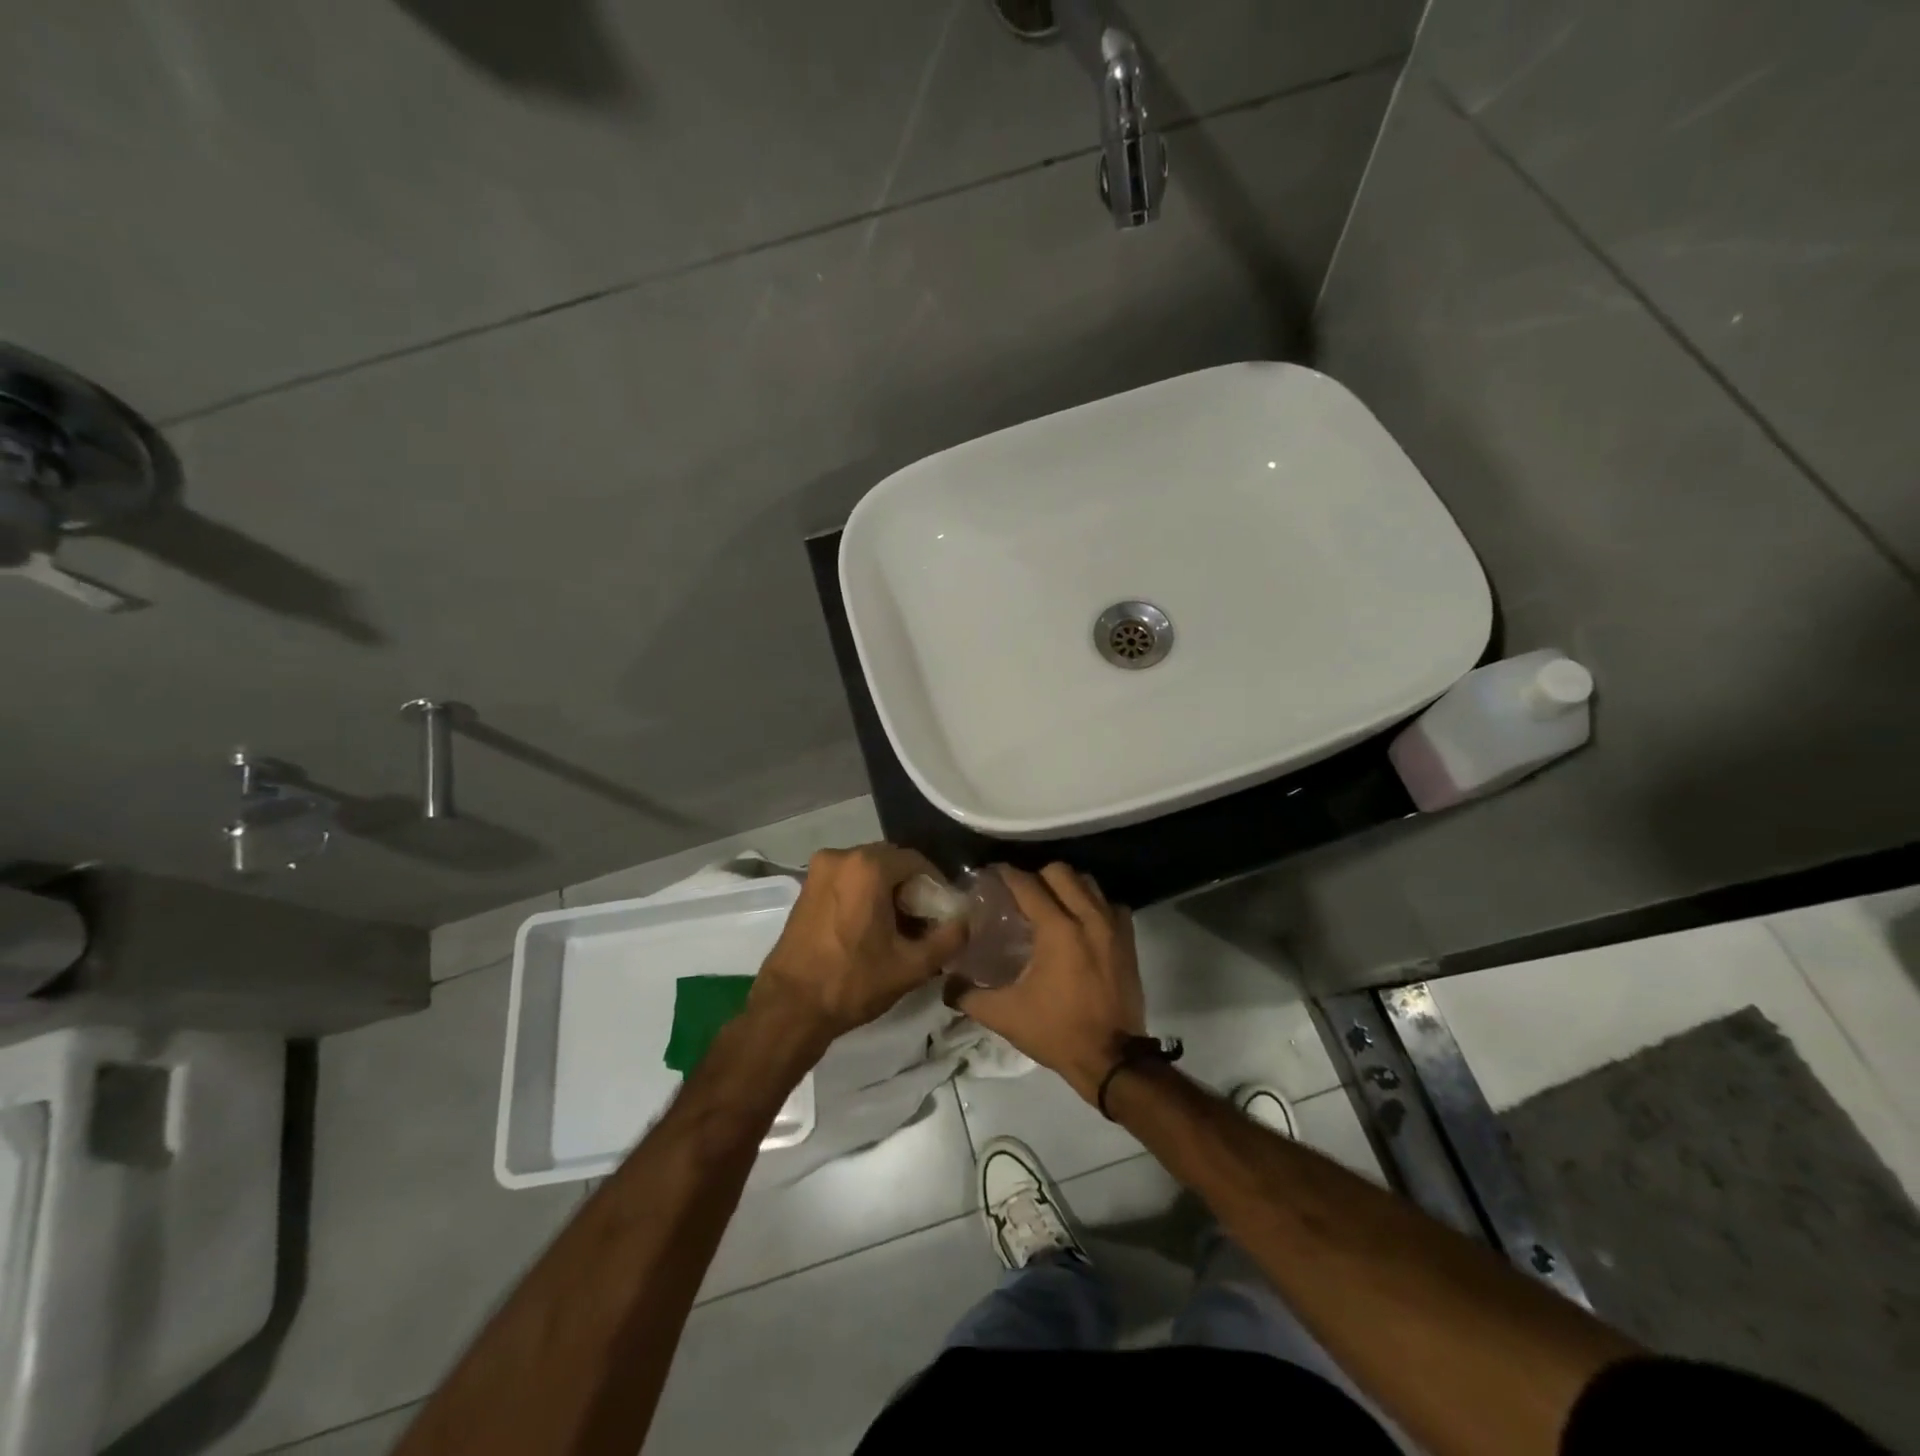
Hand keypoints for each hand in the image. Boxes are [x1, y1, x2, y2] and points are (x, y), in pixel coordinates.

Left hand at [752, 843, 969, 1043]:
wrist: (789, 1007)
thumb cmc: (852, 982)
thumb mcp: (911, 966)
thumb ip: (948, 939)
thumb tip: (967, 922)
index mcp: (868, 866)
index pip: (917, 861)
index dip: (936, 885)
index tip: (944, 913)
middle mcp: (841, 856)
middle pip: (891, 862)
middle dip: (911, 888)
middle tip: (924, 922)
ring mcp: (819, 870)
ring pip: (868, 871)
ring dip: (887, 891)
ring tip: (899, 928)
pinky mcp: (806, 887)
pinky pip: (847, 880)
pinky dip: (864, 895)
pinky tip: (870, 927)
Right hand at [957, 864, 1144, 1103]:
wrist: (1111, 1059)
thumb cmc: (1056, 1031)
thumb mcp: (1005, 1015)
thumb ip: (969, 996)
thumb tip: (946, 984)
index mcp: (1057, 930)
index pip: (1027, 885)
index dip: (1006, 874)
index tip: (992, 873)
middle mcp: (1087, 918)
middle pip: (1060, 872)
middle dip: (1037, 875)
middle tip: (1021, 893)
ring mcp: (1113, 927)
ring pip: (1088, 883)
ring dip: (1067, 886)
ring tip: (1051, 903)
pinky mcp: (1129, 941)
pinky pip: (1110, 905)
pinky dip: (1094, 904)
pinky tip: (1081, 922)